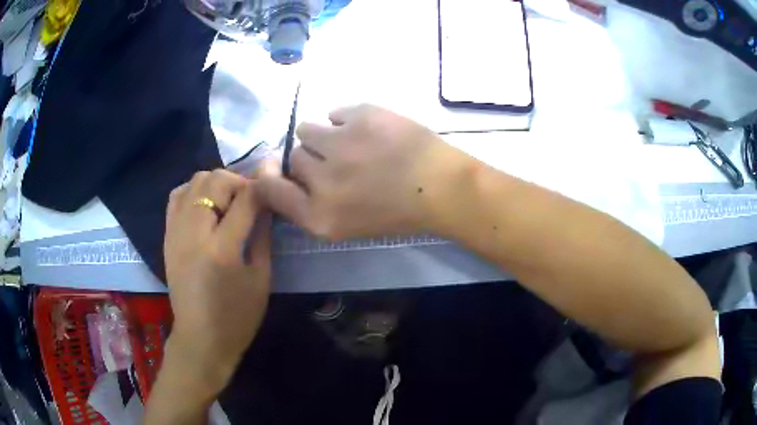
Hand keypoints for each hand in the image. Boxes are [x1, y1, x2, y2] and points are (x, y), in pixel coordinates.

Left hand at [163, 169, 271, 393]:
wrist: (200, 339)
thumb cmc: (237, 317)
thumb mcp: (261, 279)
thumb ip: (262, 235)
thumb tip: (266, 203)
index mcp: (222, 249)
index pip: (246, 198)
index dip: (262, 187)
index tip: (272, 188)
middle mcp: (194, 233)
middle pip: (215, 180)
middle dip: (238, 181)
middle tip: (249, 199)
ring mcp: (175, 232)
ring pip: (194, 181)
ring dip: (216, 184)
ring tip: (227, 202)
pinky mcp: (167, 236)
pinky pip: (177, 196)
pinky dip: (194, 191)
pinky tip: (205, 207)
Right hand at [257, 104, 464, 238]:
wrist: (439, 186)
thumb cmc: (395, 211)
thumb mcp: (345, 224)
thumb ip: (308, 203)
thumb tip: (282, 169)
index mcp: (319, 216)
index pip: (269, 190)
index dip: (269, 177)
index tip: (276, 168)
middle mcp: (322, 181)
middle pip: (293, 157)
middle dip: (312, 158)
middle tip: (340, 161)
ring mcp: (341, 144)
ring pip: (307, 129)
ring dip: (324, 135)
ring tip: (351, 142)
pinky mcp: (361, 116)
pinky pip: (334, 112)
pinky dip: (347, 120)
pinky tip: (369, 132)